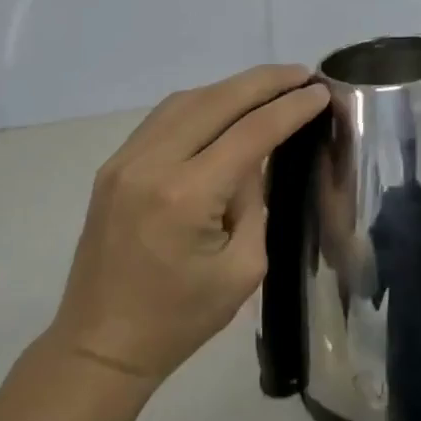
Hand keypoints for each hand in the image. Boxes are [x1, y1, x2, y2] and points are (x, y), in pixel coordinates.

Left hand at [47, 65, 328, 384]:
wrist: (99, 347)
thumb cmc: (179, 320)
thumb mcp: (242, 269)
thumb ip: (255, 201)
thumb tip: (257, 157)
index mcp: (186, 196)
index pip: (251, 132)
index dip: (290, 108)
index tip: (320, 91)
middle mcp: (151, 164)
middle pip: (217, 100)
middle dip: (265, 82)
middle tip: (302, 73)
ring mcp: (125, 160)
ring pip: (188, 100)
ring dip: (232, 88)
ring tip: (270, 86)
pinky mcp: (113, 166)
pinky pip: (164, 117)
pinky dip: (202, 103)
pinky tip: (226, 107)